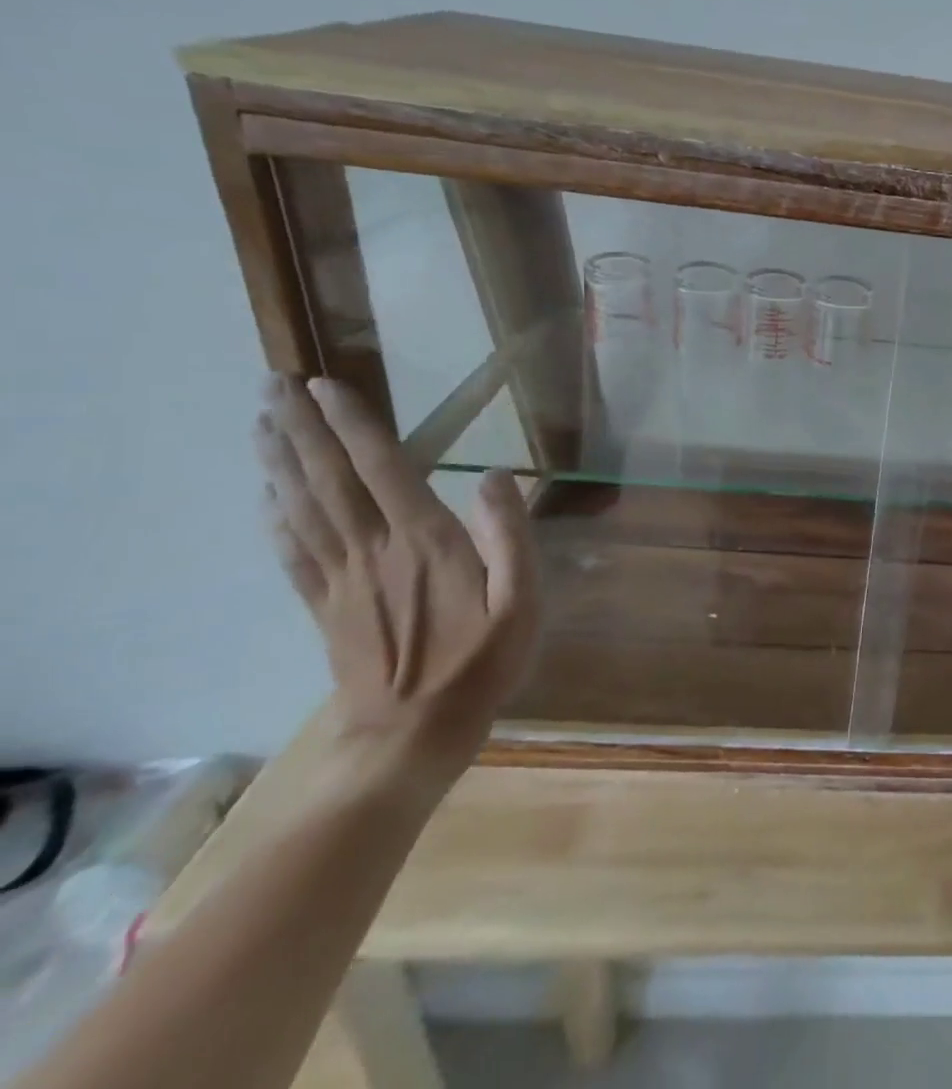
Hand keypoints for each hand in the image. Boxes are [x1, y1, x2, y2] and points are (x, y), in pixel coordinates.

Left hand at [254, 375, 540, 797]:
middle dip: (300, 429)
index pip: (381, 469)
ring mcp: (341, 579)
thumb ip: (511, 536)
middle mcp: (373, 550)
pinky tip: (266, 494)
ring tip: (259, 422)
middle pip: (327, 479)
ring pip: (300, 507)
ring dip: (278, 461)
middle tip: (271, 384)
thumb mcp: (522, 601)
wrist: (411, 736)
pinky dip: (273, 515)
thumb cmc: (481, 663)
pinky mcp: (324, 606)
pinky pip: (291, 551)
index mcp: (424, 542)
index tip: (323, 385)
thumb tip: (496, 476)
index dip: (352, 426)